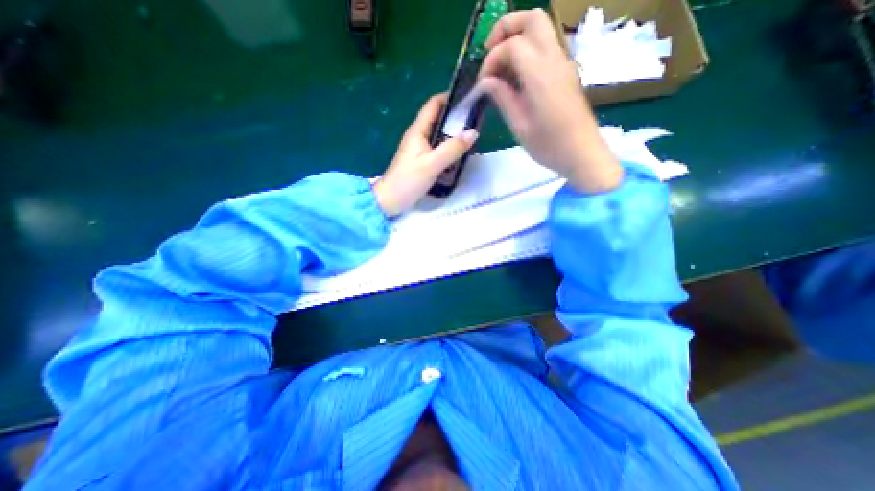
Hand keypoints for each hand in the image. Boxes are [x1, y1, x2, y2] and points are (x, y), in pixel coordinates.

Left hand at [371, 94, 477, 215]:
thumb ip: (452, 148)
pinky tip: (459, 153)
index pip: (433, 104)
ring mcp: (419, 148)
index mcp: (418, 130)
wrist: (390, 200)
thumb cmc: (408, 180)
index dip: (450, 97)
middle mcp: (418, 135)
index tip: (469, 98)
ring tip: (472, 135)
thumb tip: (473, 132)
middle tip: (476, 119)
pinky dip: (449, 146)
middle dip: (456, 116)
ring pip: (438, 134)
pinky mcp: (421, 160)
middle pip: (438, 118)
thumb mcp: (432, 164)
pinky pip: (437, 147)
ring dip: (453, 133)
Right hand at [478, 8, 621, 194]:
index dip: (491, 60)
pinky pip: (545, 47)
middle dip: (506, 30)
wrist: (582, 153)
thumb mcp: (520, 126)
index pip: (512, 45)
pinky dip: (527, 52)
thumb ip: (503, 98)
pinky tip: (516, 79)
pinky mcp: (566, 72)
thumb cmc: (549, 146)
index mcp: (541, 75)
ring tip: (500, 70)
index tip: (482, 84)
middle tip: (490, 56)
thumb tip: (486, 82)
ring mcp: (564, 63)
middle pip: (532, 18)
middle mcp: (555, 60)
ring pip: (541, 29)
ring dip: (516, 39)